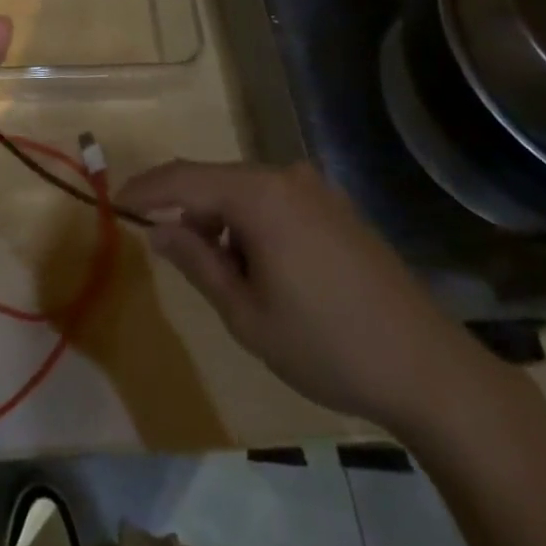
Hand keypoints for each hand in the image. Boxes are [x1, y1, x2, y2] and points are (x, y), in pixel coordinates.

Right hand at [117, 160, 510, 434]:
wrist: (429, 369)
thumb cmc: (326, 345)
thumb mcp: (246, 314)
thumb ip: (196, 262)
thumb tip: (159, 229)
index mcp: (258, 195)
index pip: (183, 179)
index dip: (145, 188)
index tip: (115, 202)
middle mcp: (285, 176)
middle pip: (215, 181)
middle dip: (184, 210)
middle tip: (166, 249)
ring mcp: (315, 189)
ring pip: (245, 191)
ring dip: (220, 220)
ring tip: (221, 273)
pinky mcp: (336, 207)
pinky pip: (274, 200)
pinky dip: (251, 223)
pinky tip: (260, 266)